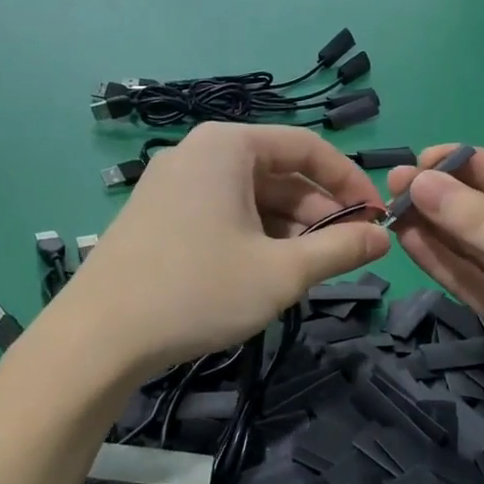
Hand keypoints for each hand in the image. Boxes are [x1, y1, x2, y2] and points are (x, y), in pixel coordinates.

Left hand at [63, 123, 390, 374]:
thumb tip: (383, 237)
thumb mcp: (282, 272)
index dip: (350, 182)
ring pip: (249, 198)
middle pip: (277, 173)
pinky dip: (253, 238)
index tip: (377, 218)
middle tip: (346, 254)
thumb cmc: (199, 291)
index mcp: (227, 146)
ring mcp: (172, 184)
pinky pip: (221, 214)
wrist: (100, 336)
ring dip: (288, 230)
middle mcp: (198, 153)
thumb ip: (340, 250)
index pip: (308, 147)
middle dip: (318, 213)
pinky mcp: (158, 216)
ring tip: (309, 271)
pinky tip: (266, 274)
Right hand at [385, 146, 483, 458]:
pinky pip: (465, 278)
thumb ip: (481, 224)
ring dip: (432, 226)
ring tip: (389, 208)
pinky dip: (437, 259)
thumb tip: (422, 183)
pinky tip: (407, 239)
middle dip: (442, 196)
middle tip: (393, 184)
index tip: (419, 159)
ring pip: (470, 244)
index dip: (466, 164)